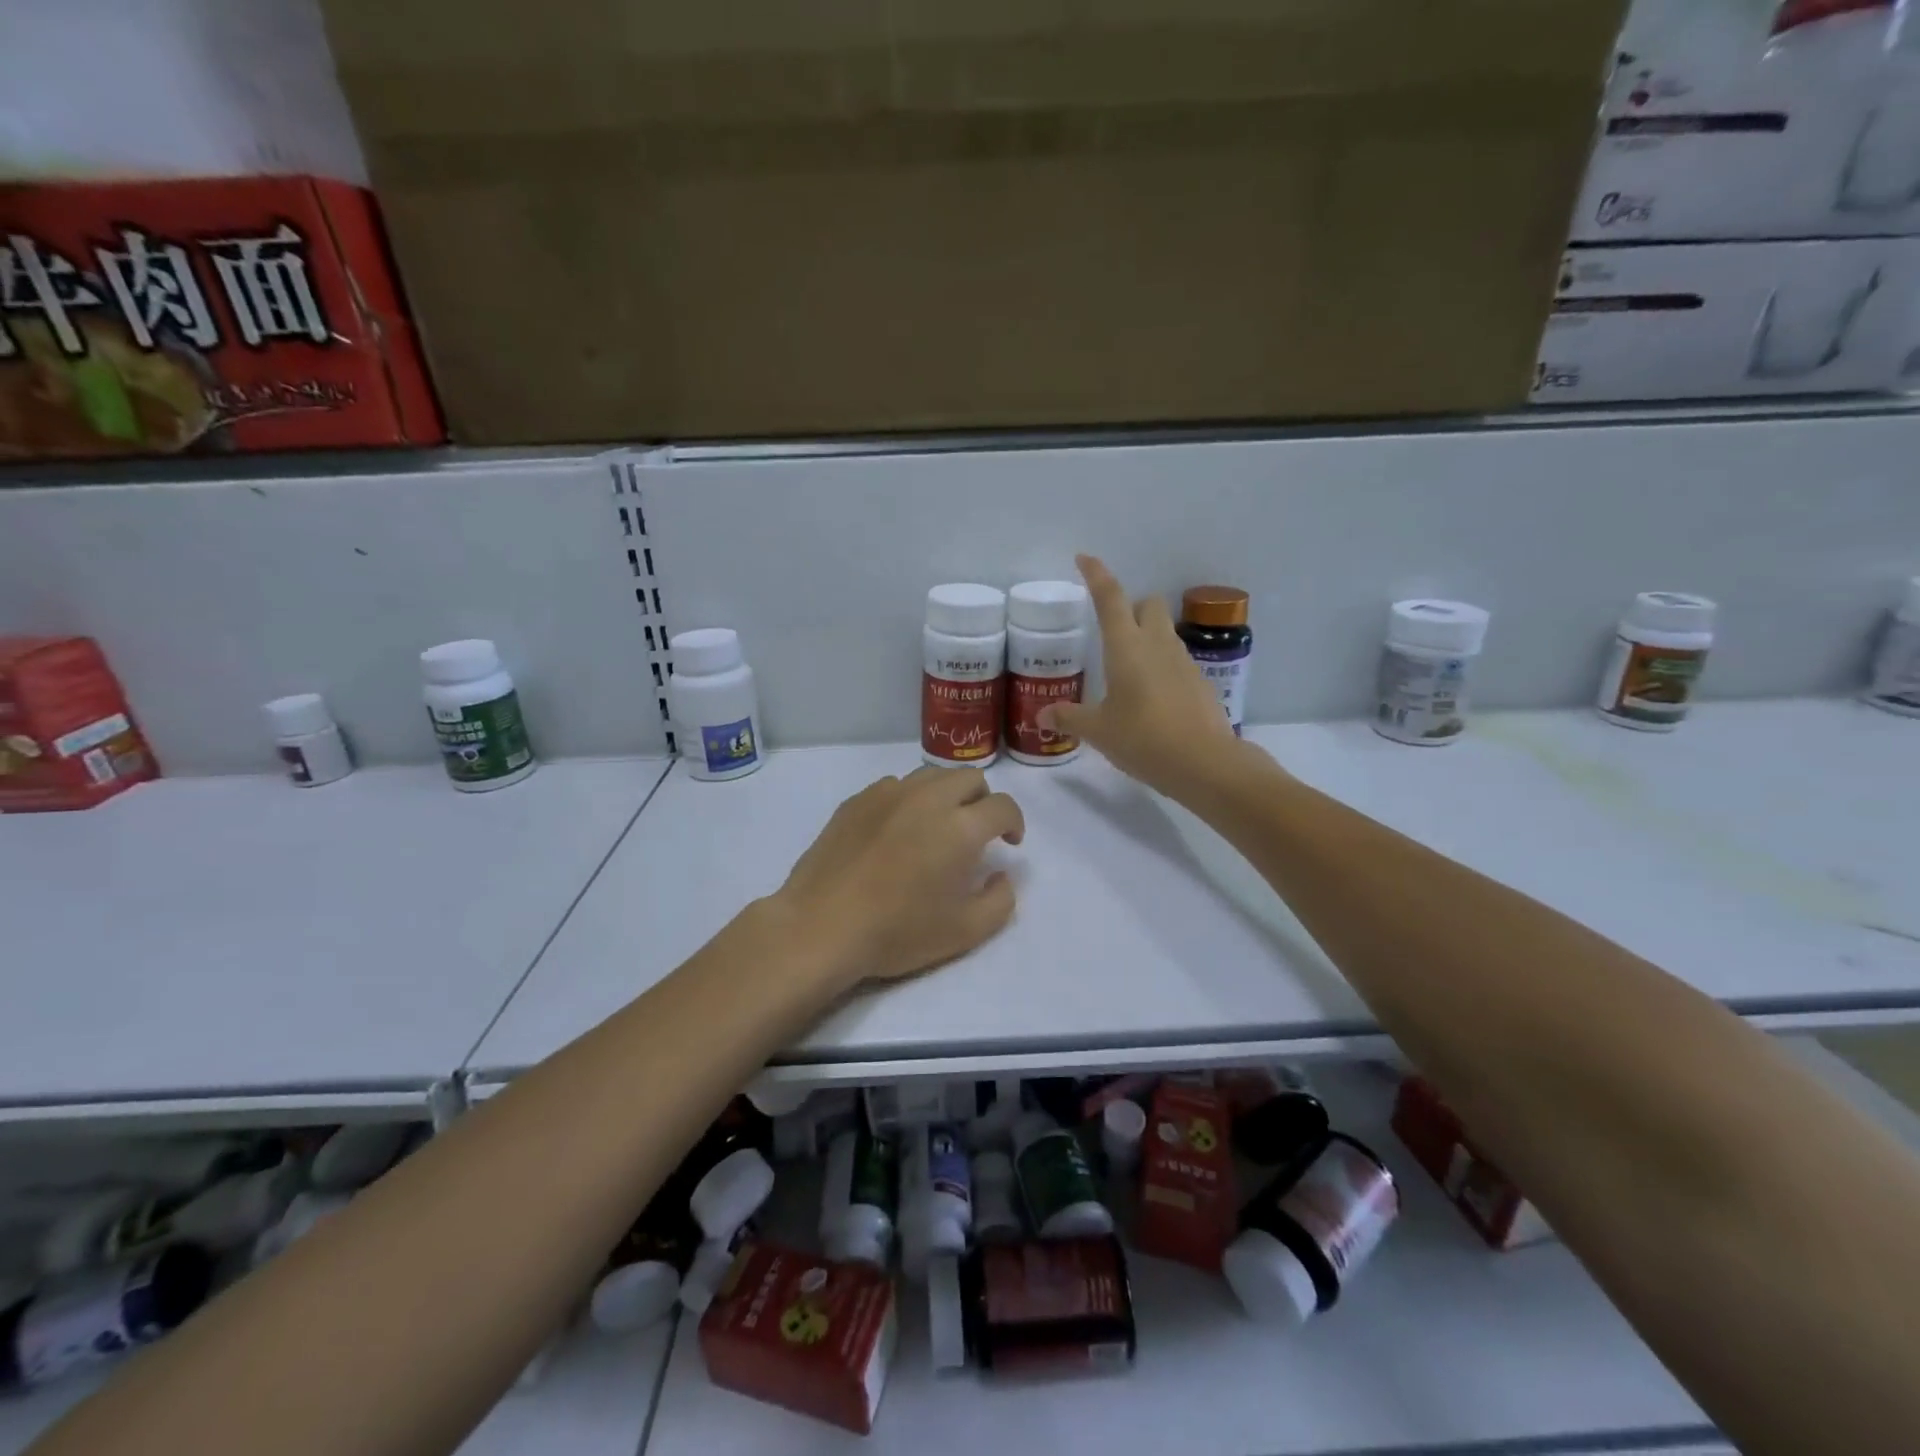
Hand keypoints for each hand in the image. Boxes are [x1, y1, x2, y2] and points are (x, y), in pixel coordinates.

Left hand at [769, 767, 1024, 991]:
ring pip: (931, 775)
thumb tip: (1002, 874)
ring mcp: (888, 793)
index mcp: (960, 827)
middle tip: (976, 832)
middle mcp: (928, 798)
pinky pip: (895, 785)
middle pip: (969, 777)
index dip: (1014, 822)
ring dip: (947, 794)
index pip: (1003, 806)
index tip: (1009, 842)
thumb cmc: (897, 932)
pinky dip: (909, 799)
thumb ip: (1000, 900)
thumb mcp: (965, 932)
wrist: (821, 926)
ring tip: (937, 826)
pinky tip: (897, 830)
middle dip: (983, 800)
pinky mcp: (857, 800)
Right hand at [1041, 554, 1246, 798]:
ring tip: (1128, 672)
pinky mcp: (1200, 682)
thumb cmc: (1143, 738)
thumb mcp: (1098, 731)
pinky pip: (1176, 661)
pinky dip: (1162, 668)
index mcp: (1127, 646)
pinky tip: (1152, 699)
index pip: (1110, 597)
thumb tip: (1043, 714)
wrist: (1204, 763)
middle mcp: (1157, 644)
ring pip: (1165, 632)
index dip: (1096, 575)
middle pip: (1148, 604)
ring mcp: (1183, 662)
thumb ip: (1069, 718)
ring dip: (1147, 638)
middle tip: (1112, 634)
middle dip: (1131, 608)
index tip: (1085, 558)